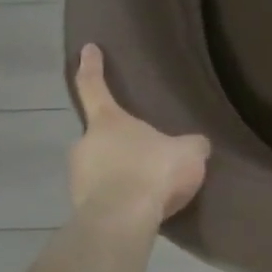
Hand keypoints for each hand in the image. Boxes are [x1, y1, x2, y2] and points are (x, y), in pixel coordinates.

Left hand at [69, 44, 210, 227]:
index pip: (94, 86)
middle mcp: (85, 144)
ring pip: (100, 168)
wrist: (121, 222)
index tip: (87, 48)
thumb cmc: (152, 172)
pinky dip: (119, 197)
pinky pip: (104, 195)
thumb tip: (194, 145)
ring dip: (119, 172)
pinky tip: (141, 208)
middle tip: (143, 151)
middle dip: (119, 141)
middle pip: (100, 135)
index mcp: (108, 121)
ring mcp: (78, 178)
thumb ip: (191, 145)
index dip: (91, 66)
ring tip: (147, 186)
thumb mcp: (189, 152)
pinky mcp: (81, 208)